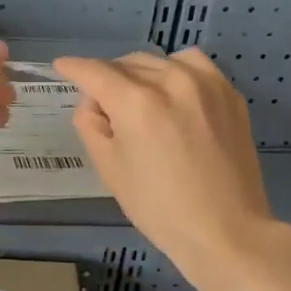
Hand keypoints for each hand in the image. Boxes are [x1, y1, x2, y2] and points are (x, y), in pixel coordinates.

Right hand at [53, 48, 280, 284]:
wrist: (226, 230)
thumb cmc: (158, 207)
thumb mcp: (108, 168)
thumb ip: (90, 123)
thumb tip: (94, 101)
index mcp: (135, 102)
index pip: (94, 71)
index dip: (72, 68)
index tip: (61, 67)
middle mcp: (171, 81)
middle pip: (125, 63)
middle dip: (107, 78)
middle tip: (105, 108)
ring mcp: (205, 84)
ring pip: (159, 61)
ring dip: (141, 73)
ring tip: (140, 100)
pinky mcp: (229, 93)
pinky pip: (193, 66)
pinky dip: (175, 72)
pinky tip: (174, 95)